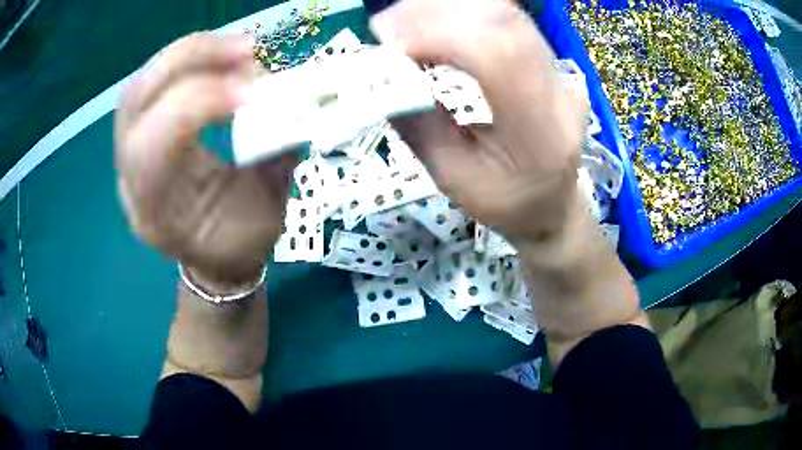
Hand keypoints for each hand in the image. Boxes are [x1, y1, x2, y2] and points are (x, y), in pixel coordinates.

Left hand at [115, 33, 294, 286]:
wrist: (212, 256)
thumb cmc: (239, 245)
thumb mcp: (269, 213)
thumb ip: (277, 156)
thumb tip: (297, 102)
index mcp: (156, 213)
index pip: (153, 145)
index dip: (199, 104)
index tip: (254, 91)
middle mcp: (130, 180)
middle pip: (136, 101)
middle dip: (193, 61)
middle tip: (249, 51)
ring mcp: (128, 152)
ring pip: (140, 83)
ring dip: (190, 54)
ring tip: (238, 50)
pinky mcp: (140, 132)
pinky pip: (150, 84)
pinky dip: (185, 61)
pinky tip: (218, 60)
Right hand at [371, 0, 586, 240]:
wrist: (554, 202)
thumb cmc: (507, 203)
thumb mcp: (455, 180)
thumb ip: (419, 127)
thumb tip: (381, 78)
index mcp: (541, 133)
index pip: (499, 54)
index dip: (440, 34)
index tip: (388, 42)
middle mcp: (559, 90)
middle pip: (501, 20)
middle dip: (434, 13)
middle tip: (385, 27)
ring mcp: (559, 69)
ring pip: (502, 11)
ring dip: (444, 9)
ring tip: (403, 26)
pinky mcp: (548, 59)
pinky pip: (503, 18)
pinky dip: (460, 13)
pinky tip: (432, 24)